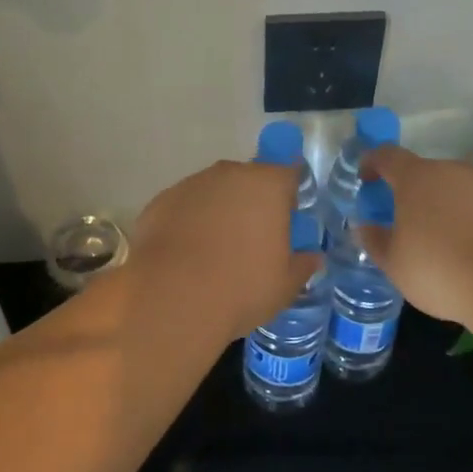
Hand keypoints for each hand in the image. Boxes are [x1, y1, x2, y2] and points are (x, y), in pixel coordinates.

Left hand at [126, 160, 319, 348]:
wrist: (173, 298)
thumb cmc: (242, 287)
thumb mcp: (285, 285)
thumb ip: (302, 265)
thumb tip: (312, 258)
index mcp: (268, 185)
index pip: (289, 173)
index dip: (290, 195)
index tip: (287, 220)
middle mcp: (229, 174)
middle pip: (249, 179)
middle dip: (253, 202)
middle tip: (253, 240)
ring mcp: (191, 184)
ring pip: (214, 192)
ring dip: (219, 211)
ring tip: (216, 252)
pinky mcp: (161, 201)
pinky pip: (185, 207)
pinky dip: (189, 222)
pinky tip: (187, 255)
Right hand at [358, 145, 472, 325]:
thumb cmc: (442, 270)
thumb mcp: (395, 264)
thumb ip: (375, 241)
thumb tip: (364, 227)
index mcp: (416, 178)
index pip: (386, 156)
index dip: (372, 164)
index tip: (365, 179)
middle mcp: (451, 170)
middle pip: (423, 173)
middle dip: (410, 193)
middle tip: (404, 222)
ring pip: (454, 189)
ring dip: (443, 207)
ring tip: (440, 242)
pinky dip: (470, 220)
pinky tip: (472, 251)